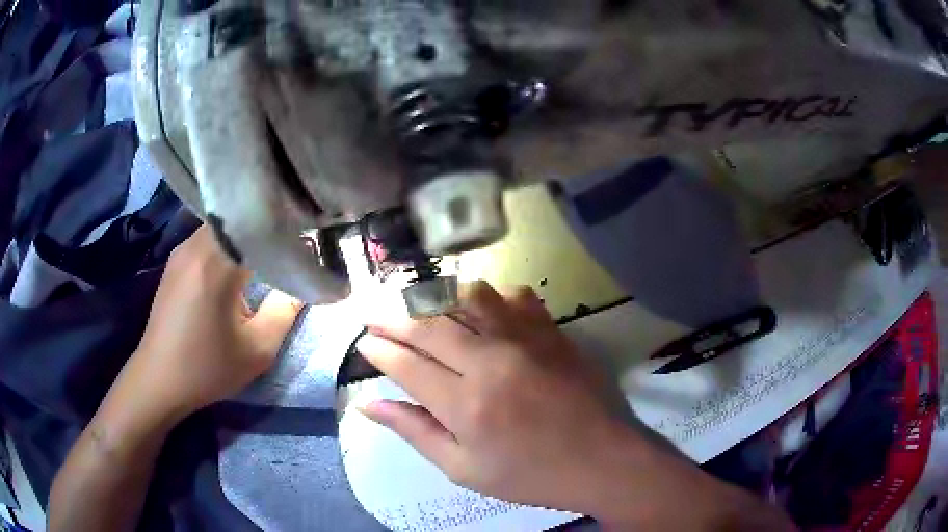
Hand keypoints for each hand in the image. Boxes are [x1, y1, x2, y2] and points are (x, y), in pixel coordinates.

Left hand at [128, 226, 302, 421]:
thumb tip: (306, 281)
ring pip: (224, 226)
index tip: (311, 236)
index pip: (261, 226)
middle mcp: (197, 244)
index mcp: (217, 262)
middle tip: (294, 239)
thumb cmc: (208, 368)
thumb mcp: (257, 349)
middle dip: (268, 226)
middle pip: (241, 219)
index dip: (289, 228)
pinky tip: (237, 262)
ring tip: (269, 248)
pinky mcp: (175, 260)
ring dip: (247, 234)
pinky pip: (209, 238)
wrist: (159, 379)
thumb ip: (286, 310)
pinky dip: (228, 243)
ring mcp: (182, 249)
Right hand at [356, 282, 643, 513]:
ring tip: (421, 309)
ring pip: (469, 297)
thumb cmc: (530, 476)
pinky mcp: (552, 332)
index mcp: (465, 405)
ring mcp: (526, 341)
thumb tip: (367, 406)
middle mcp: (491, 362)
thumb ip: (415, 432)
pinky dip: (490, 296)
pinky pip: (514, 296)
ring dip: (438, 298)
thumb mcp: (464, 469)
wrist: (603, 460)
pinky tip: (482, 309)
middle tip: (376, 318)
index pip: (407, 363)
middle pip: (430, 325)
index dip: (379, 350)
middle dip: (394, 318)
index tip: (364, 342)